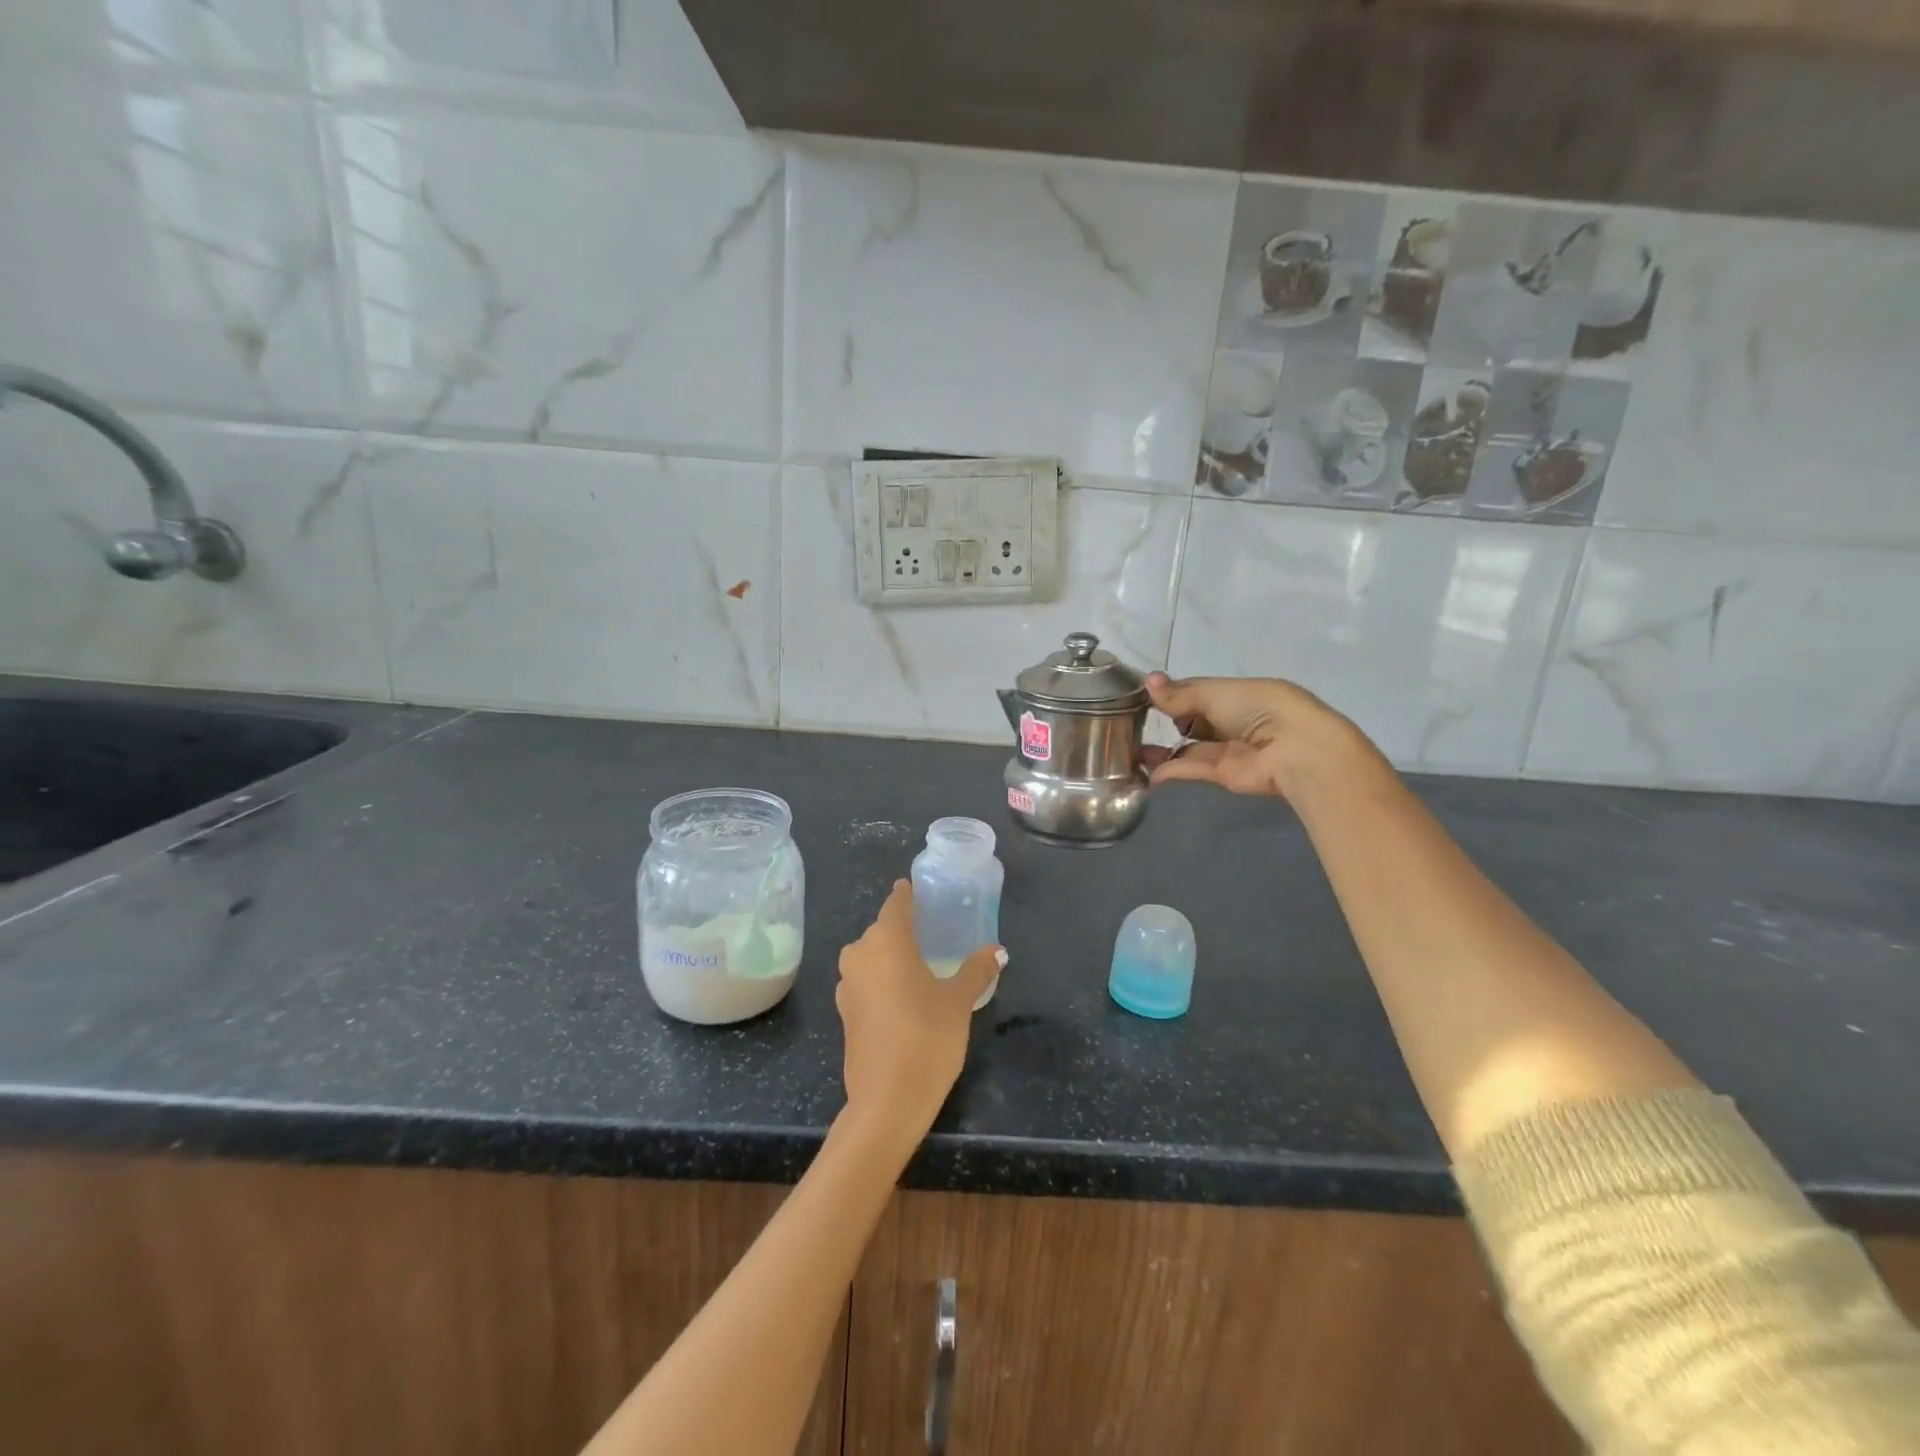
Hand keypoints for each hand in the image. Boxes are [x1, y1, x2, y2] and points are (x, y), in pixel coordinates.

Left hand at [836, 881, 1004, 1145]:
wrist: (887, 1101)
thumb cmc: (927, 1038)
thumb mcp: (958, 1002)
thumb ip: (976, 970)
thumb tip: (998, 951)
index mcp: (886, 940)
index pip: (896, 903)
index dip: (908, 895)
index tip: (919, 890)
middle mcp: (860, 954)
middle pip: (882, 930)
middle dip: (903, 928)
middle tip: (932, 931)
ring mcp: (847, 984)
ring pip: (871, 956)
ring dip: (891, 956)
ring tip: (921, 964)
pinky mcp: (844, 1011)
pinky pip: (865, 980)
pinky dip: (881, 979)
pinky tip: (903, 995)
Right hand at [1142, 673, 1362, 798]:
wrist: (1294, 749)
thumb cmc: (1257, 708)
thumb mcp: (1214, 693)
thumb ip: (1179, 695)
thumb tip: (1147, 681)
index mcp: (1235, 694)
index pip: (1195, 692)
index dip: (1169, 694)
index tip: (1140, 697)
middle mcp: (1232, 720)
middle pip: (1192, 721)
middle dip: (1166, 722)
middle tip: (1130, 725)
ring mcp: (1229, 749)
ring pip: (1190, 748)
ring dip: (1163, 750)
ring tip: (1131, 752)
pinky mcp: (1225, 775)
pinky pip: (1193, 769)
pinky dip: (1171, 770)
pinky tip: (1146, 772)